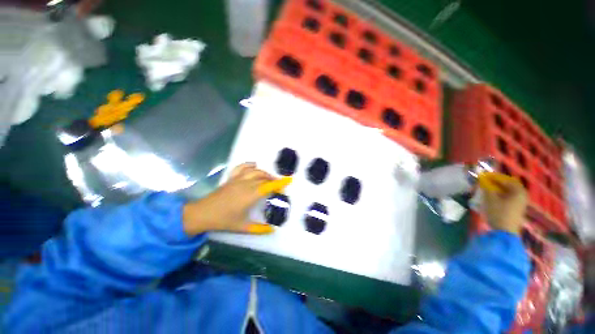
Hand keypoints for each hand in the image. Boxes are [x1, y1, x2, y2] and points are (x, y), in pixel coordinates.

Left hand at [182, 163, 290, 235]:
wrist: (203, 213)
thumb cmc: (224, 220)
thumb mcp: (243, 227)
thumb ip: (259, 229)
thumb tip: (273, 229)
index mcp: (251, 195)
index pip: (269, 186)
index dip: (280, 182)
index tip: (289, 180)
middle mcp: (246, 184)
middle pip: (264, 177)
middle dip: (274, 180)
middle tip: (279, 186)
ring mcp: (238, 179)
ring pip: (256, 171)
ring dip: (265, 173)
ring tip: (269, 178)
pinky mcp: (231, 178)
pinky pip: (242, 167)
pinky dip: (250, 165)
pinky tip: (254, 165)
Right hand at [480, 173, 527, 234]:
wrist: (504, 232)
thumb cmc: (498, 213)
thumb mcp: (490, 199)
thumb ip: (486, 187)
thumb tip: (482, 179)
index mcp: (518, 191)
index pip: (506, 179)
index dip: (494, 177)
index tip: (483, 176)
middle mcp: (522, 196)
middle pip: (508, 186)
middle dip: (496, 183)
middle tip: (485, 183)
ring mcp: (520, 204)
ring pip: (508, 192)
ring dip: (497, 190)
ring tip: (486, 191)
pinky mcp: (516, 210)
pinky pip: (508, 198)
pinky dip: (500, 196)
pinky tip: (491, 199)